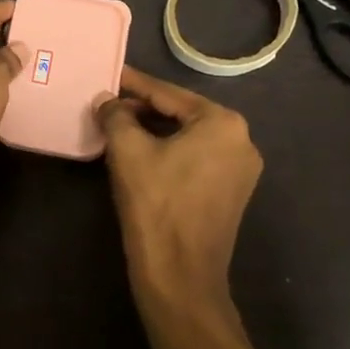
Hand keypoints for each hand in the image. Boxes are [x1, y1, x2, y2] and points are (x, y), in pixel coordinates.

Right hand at [95, 66, 262, 318]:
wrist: (180, 275)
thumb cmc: (156, 204)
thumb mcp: (127, 151)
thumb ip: (116, 115)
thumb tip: (107, 100)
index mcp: (223, 123)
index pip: (168, 94)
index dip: (134, 84)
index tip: (110, 73)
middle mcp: (242, 140)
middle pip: (182, 114)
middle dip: (144, 109)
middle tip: (109, 104)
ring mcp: (241, 169)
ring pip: (189, 137)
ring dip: (155, 131)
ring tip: (119, 126)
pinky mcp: (233, 193)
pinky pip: (197, 158)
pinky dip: (170, 151)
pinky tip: (141, 153)